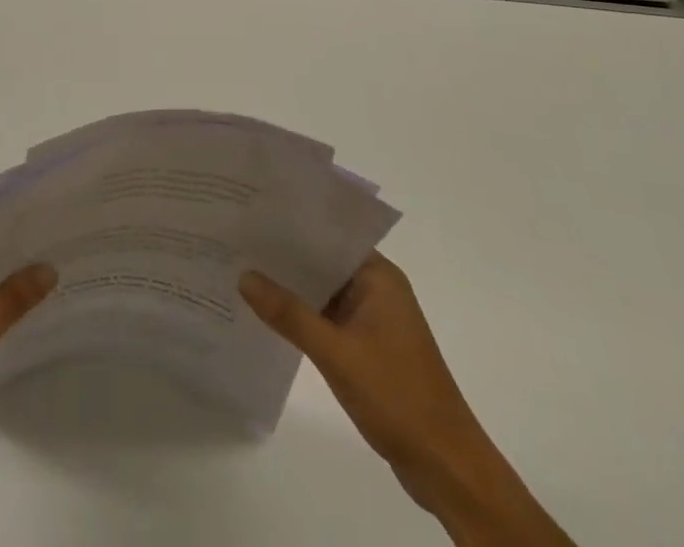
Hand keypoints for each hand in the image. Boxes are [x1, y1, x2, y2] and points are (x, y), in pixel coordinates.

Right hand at [240, 255, 573, 545]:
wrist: (448, 470)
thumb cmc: (398, 398)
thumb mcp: (336, 353)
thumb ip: (289, 313)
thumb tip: (243, 276)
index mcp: (378, 276)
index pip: (327, 234)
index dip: (289, 223)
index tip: (250, 213)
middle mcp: (377, 289)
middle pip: (322, 261)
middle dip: (283, 254)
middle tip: (235, 239)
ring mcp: (373, 319)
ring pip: (322, 290)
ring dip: (291, 286)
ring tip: (241, 270)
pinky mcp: (368, 346)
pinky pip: (327, 317)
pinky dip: (302, 314)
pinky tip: (268, 313)